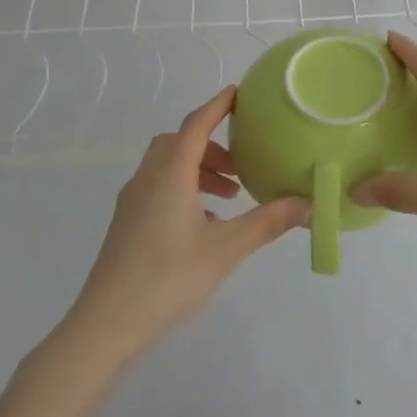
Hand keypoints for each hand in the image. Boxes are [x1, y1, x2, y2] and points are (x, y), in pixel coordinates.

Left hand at [67, 88, 308, 360]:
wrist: (107, 322)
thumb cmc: (168, 277)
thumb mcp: (226, 249)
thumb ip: (268, 222)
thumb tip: (308, 203)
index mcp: (170, 174)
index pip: (196, 124)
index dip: (218, 106)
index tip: (238, 93)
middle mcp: (148, 178)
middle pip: (179, 142)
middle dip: (211, 145)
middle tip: (241, 165)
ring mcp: (132, 201)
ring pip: (167, 166)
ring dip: (198, 170)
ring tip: (230, 197)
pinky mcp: (126, 223)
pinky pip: (158, 187)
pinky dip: (184, 189)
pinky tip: (204, 223)